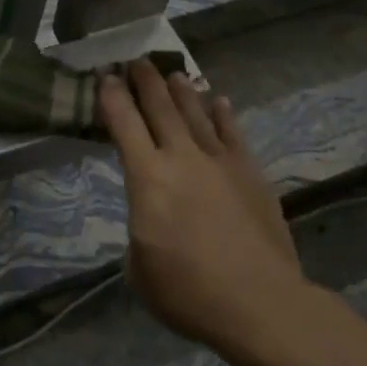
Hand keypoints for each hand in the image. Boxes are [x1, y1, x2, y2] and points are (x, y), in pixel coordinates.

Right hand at [100, 62, 304, 352]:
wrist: (261, 305)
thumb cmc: (189, 292)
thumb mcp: (140, 268)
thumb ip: (140, 230)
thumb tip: (151, 218)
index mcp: (147, 177)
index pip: (123, 124)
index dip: (112, 97)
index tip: (105, 76)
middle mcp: (181, 158)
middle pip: (160, 107)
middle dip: (145, 81)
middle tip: (137, 60)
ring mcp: (220, 162)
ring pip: (196, 113)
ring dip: (182, 91)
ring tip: (173, 73)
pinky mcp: (250, 174)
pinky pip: (234, 134)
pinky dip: (224, 115)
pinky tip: (219, 101)